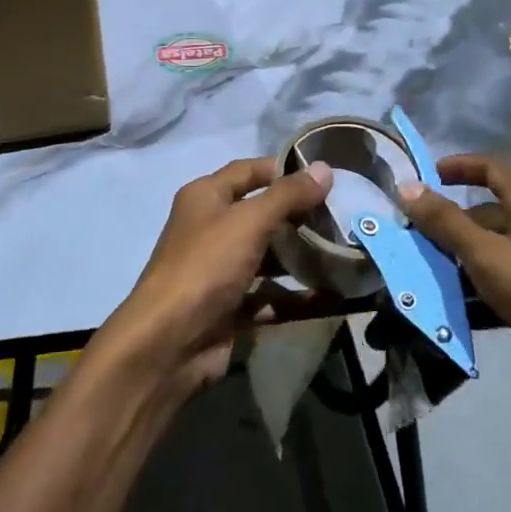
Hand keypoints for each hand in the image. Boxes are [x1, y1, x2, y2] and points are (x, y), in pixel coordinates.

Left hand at [97, 158, 331, 402]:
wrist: (168, 344)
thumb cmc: (206, 267)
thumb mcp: (249, 222)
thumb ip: (288, 195)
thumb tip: (324, 168)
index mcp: (205, 197)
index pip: (248, 171)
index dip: (283, 169)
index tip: (324, 177)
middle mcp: (210, 228)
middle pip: (260, 214)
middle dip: (298, 216)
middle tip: (340, 218)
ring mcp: (219, 270)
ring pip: (267, 256)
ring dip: (299, 257)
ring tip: (342, 255)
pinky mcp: (229, 307)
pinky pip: (268, 296)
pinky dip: (294, 297)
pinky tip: (329, 296)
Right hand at [399, 155, 510, 474]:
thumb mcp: (487, 254)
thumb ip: (445, 222)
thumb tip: (407, 185)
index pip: (492, 168)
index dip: (459, 166)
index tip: (425, 177)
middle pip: (487, 214)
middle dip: (448, 223)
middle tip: (409, 239)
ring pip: (491, 253)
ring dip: (457, 261)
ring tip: (419, 276)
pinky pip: (501, 286)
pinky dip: (475, 292)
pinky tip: (450, 311)